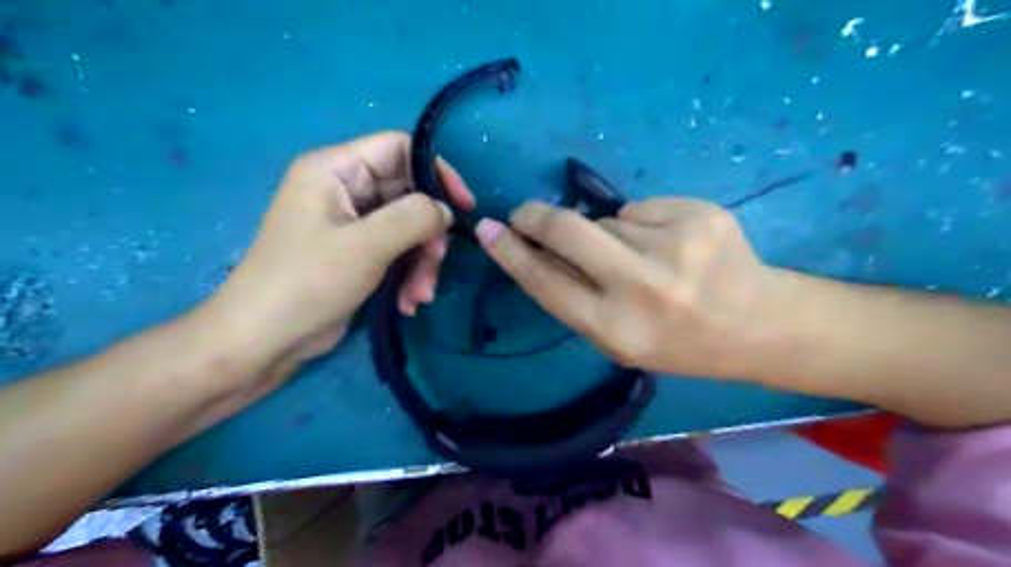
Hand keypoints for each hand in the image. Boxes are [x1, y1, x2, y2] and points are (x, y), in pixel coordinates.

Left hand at [205, 134, 477, 379]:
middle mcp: (344, 189)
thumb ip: (414, 217)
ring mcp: (351, 223)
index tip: (463, 207)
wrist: (264, 340)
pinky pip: (397, 252)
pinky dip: (409, 275)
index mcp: (335, 169)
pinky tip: (409, 303)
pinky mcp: (357, 253)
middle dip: (428, 234)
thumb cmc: (308, 282)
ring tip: (421, 295)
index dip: (437, 172)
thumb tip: (446, 211)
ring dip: (422, 262)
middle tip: (437, 263)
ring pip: (408, 228)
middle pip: (409, 194)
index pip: (400, 148)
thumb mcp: (366, 246)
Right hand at [473, 196, 779, 377]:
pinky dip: (642, 223)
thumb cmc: (677, 342)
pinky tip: (670, 244)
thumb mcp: (618, 339)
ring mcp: (676, 245)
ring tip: (642, 257)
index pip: (545, 282)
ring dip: (607, 232)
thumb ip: (575, 296)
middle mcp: (643, 287)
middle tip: (527, 214)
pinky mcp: (701, 214)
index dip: (511, 253)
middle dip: (536, 217)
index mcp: (617, 330)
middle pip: (567, 230)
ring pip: (607, 219)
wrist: (757, 325)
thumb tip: (538, 247)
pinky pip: (641, 208)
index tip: (489, 229)